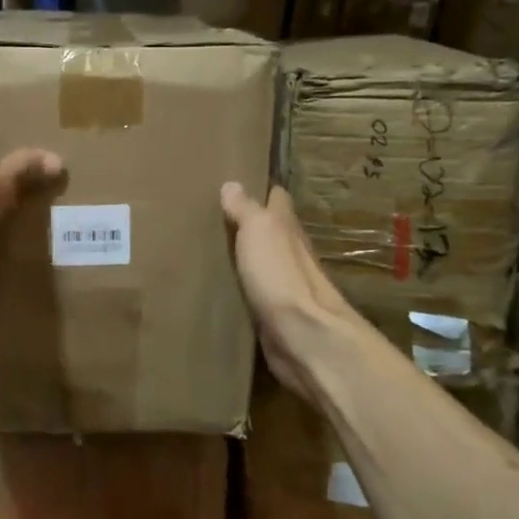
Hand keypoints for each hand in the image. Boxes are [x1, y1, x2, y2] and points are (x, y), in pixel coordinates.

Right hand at [221, 182, 361, 404]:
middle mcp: (291, 253)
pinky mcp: (276, 315)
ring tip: (216, 249)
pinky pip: (257, 293)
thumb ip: (246, 209)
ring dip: (248, 256)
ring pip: (264, 262)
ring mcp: (285, 285)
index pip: (278, 199)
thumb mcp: (259, 231)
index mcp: (288, 227)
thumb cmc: (280, 276)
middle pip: (272, 231)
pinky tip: (226, 287)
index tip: (241, 182)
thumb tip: (232, 184)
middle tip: (219, 216)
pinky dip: (245, 286)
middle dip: (252, 223)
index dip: (263, 190)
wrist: (302, 336)